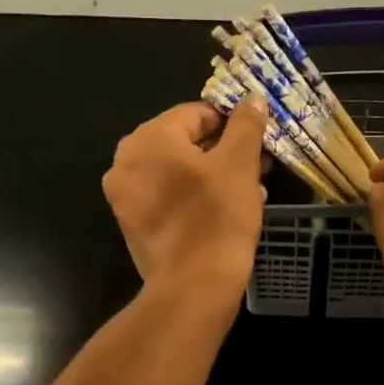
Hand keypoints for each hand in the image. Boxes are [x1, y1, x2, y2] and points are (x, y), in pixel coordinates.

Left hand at [103, 98, 267, 296]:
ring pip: (177, 172)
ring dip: (213, 175)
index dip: (230, 122)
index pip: (195, 113)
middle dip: (223, 151)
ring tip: (250, 189)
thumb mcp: (240, 164)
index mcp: (148, 139)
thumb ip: (246, 125)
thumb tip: (252, 98)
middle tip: (257, 164)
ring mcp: (125, 197)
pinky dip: (194, 197)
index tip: (257, 139)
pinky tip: (226, 211)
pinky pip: (167, 198)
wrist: (194, 286)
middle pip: (183, 143)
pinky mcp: (133, 225)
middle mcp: (126, 163)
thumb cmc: (217, 216)